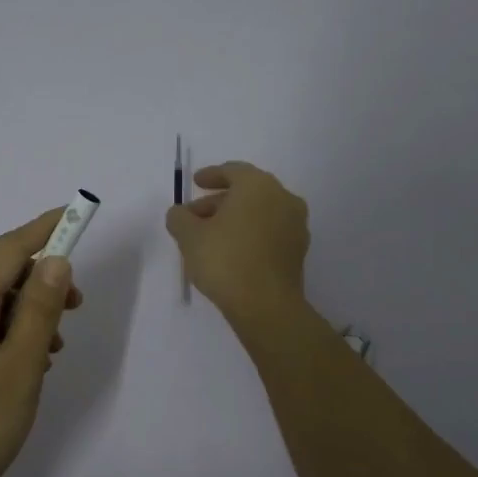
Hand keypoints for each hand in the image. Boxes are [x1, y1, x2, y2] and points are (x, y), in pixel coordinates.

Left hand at [0, 208, 83, 476]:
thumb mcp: (20, 369)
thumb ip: (39, 311)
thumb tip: (55, 261)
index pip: (7, 250)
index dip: (44, 229)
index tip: (78, 214)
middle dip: (41, 277)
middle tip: (79, 305)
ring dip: (30, 310)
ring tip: (57, 344)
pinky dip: (12, 333)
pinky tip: (32, 363)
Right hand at [165, 161, 309, 323]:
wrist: (266, 305)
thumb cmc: (225, 260)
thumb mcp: (189, 236)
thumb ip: (179, 218)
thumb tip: (180, 214)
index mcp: (258, 186)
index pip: (233, 171)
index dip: (211, 175)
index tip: (196, 183)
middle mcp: (283, 198)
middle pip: (247, 192)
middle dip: (219, 201)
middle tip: (194, 216)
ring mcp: (295, 225)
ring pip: (259, 213)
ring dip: (234, 219)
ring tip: (209, 237)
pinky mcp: (298, 250)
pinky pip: (269, 231)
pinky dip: (250, 234)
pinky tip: (231, 251)